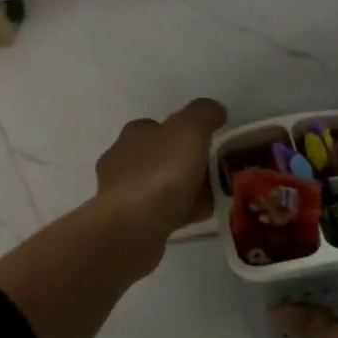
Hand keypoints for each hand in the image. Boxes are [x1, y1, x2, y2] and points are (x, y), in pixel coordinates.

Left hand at [94, 99, 227, 242]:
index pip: (158, 126)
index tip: (209, 143)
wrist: (132, 228)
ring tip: (214, 197)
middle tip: (216, 172)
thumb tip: (215, 110)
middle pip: (160, 156)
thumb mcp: (189, 131)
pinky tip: (200, 217)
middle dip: (186, 163)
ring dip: (185, 189)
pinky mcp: (128, 223)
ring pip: (161, 186)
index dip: (184, 132)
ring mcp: (122, 194)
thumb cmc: (160, 173)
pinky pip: (161, 211)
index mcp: (133, 134)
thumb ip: (204, 114)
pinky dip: (181, 211)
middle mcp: (122, 160)